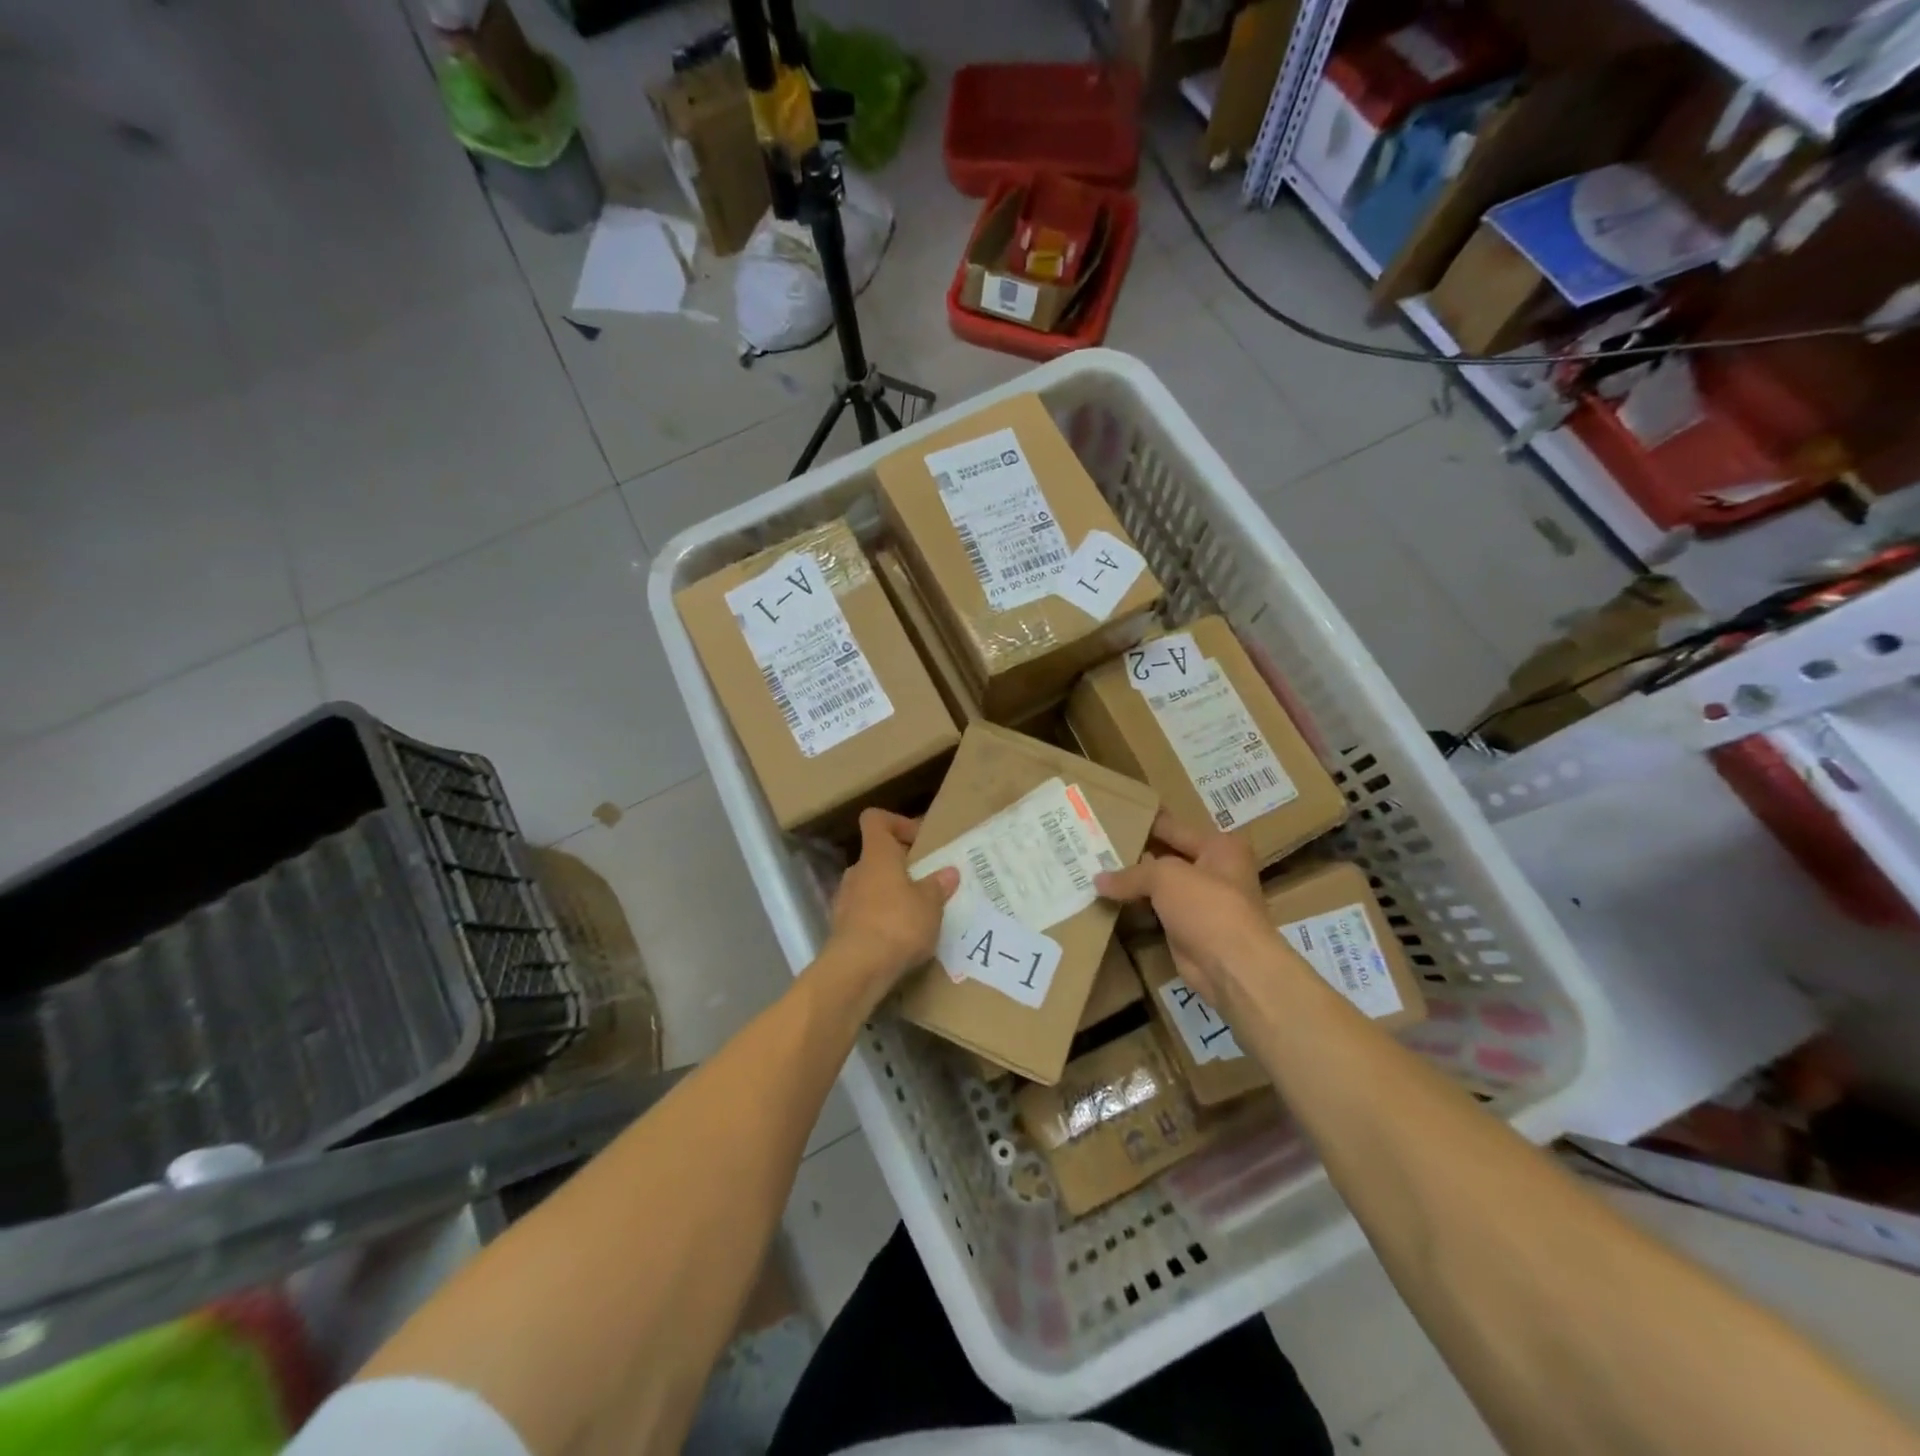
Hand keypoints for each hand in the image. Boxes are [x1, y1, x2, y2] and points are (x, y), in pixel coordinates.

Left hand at [827, 809, 959, 989]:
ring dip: (892, 894)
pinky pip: (866, 914)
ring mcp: (845, 901)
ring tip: (919, 913)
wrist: (857, 970)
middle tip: (928, 881)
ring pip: (871, 886)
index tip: (919, 839)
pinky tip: (902, 938)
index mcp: (877, 855)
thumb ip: (938, 886)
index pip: (875, 820)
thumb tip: (948, 872)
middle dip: (901, 866)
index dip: (896, 822)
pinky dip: (883, 919)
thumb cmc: (897, 923)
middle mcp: (857, 872)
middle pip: (877, 856)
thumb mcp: (930, 904)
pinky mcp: (843, 929)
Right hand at [1094, 813, 1271, 1006]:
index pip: (1173, 827)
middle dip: (1135, 853)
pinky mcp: (1189, 929)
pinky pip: (1157, 911)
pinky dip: (1137, 908)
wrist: (1233, 966)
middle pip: (1166, 856)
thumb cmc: (1207, 906)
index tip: (1112, 816)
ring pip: (1160, 886)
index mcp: (1219, 846)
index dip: (1144, 822)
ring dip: (1134, 884)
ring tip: (1095, 871)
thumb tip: (1097, 880)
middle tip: (1095, 845)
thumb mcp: (1165, 877)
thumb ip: (1131, 874)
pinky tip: (1109, 901)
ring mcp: (1202, 902)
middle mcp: (1214, 870)